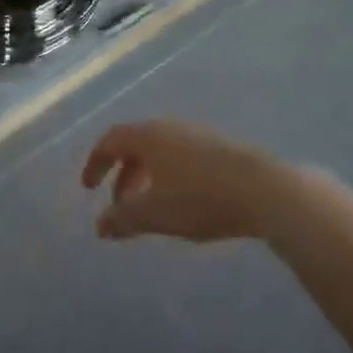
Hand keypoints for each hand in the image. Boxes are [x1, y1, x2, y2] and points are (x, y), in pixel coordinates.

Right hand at [82, 120, 281, 242]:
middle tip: (120, 207)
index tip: (88, 188)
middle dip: (123, 176)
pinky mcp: (220, 148)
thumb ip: (122, 219)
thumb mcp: (154, 214)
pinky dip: (169, 177)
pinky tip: (183, 203)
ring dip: (147, 178)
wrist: (264, 190)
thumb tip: (99, 225)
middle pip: (135, 146)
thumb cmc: (199, 198)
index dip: (95, 163)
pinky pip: (181, 158)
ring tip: (151, 209)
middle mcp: (168, 128)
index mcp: (147, 136)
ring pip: (160, 153)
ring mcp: (196, 135)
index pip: (110, 141)